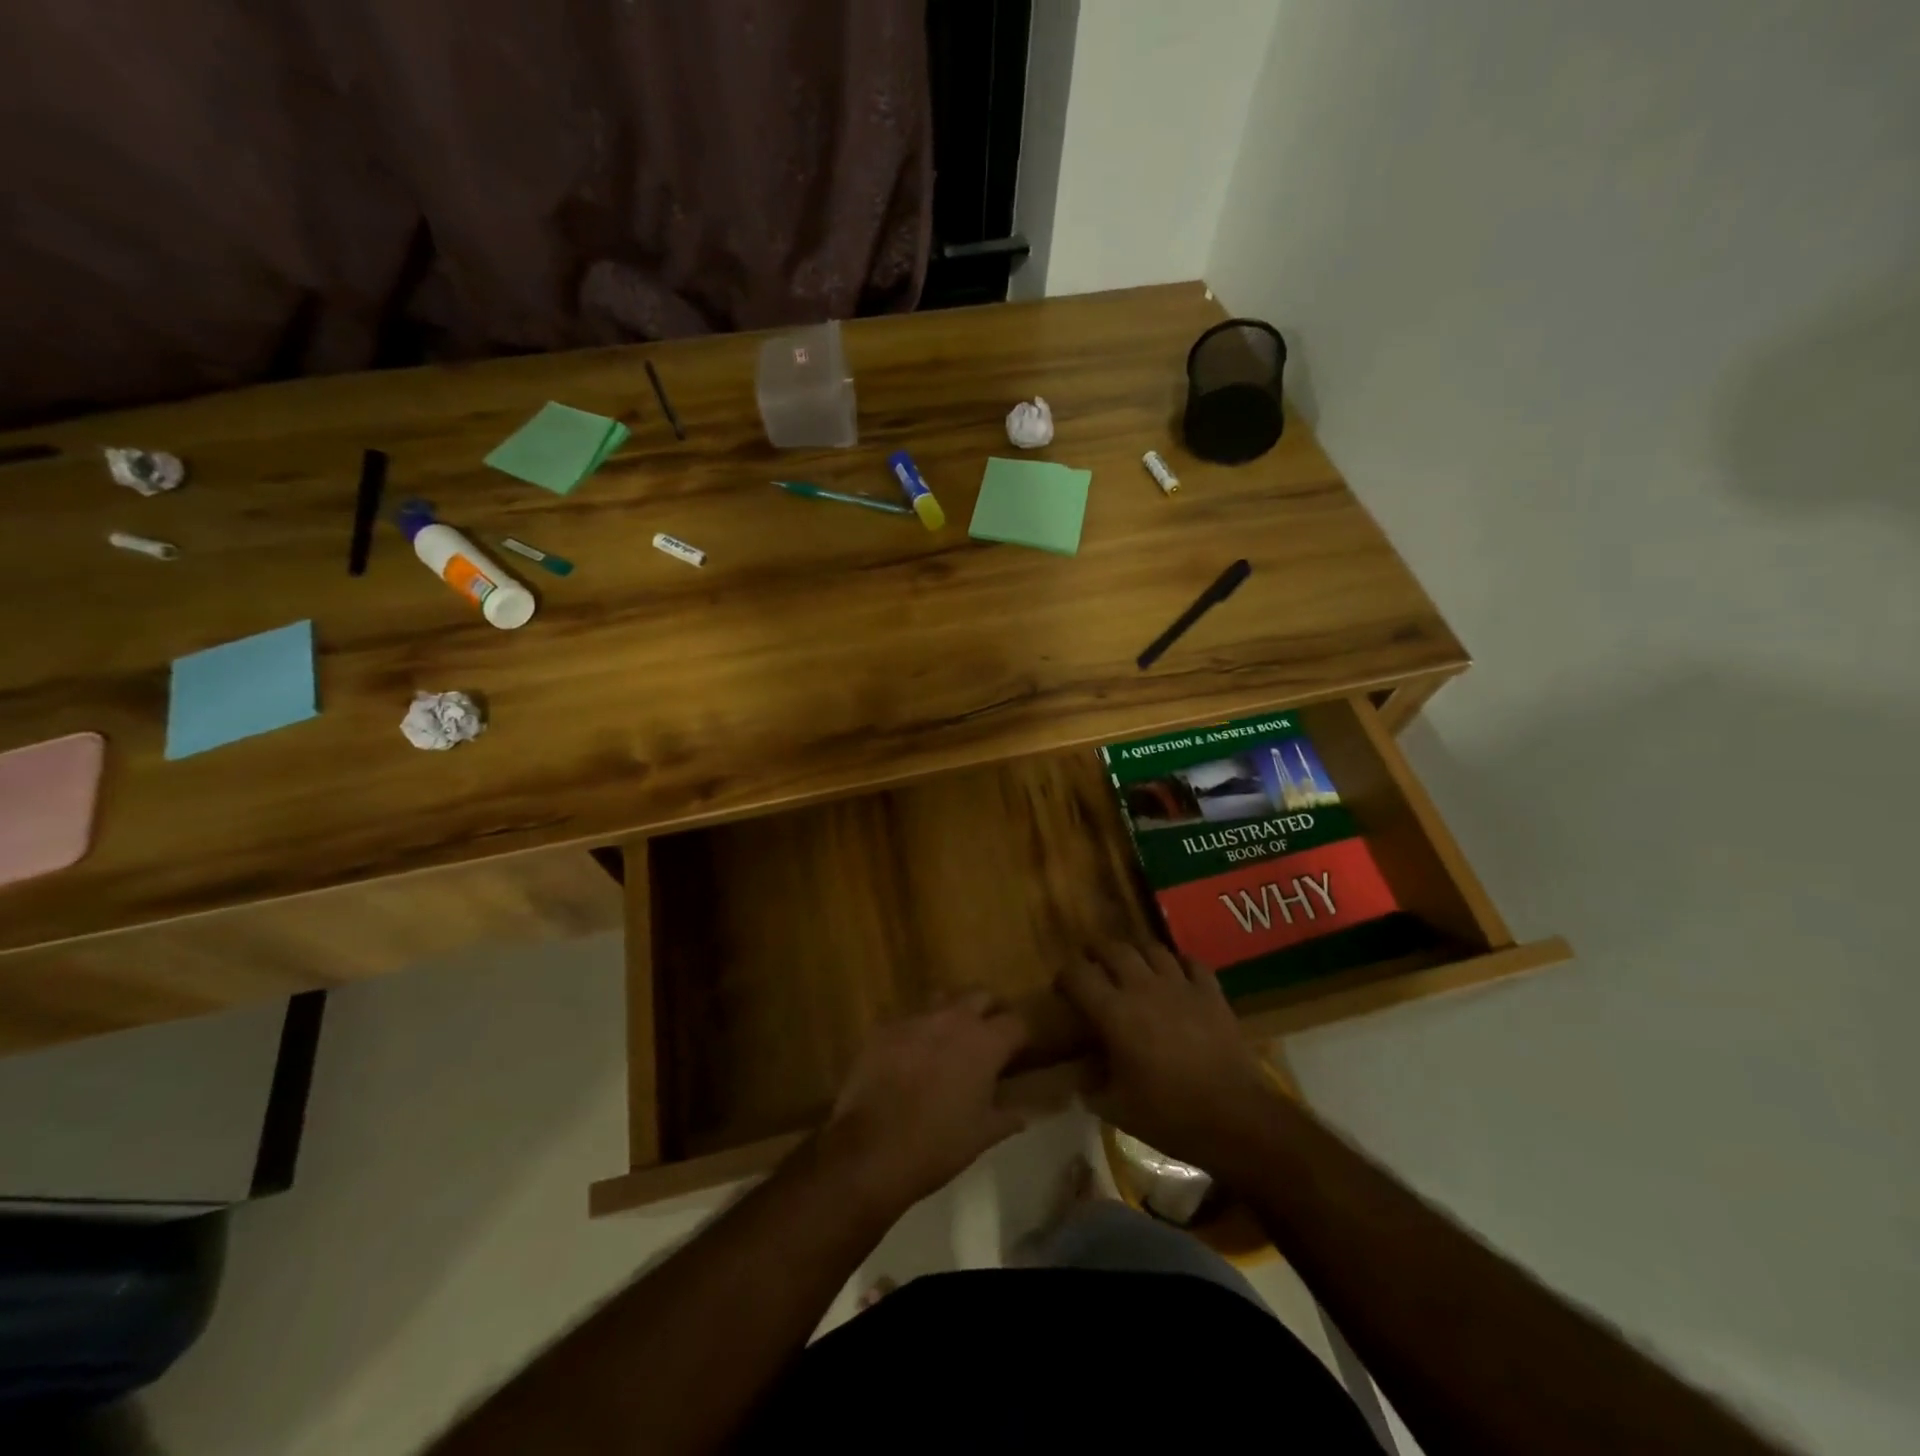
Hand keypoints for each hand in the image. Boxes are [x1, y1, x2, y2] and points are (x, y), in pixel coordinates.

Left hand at [820, 992, 1027, 1216]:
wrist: (870, 1149)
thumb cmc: (936, 1145)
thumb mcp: (982, 1136)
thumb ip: (1007, 1117)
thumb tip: (1022, 1113)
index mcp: (985, 1043)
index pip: (1017, 1022)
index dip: (1020, 1036)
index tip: (1018, 1052)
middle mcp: (953, 1019)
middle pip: (981, 995)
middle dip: (989, 1011)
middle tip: (987, 1039)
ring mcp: (915, 1018)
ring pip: (943, 999)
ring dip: (951, 1014)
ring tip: (948, 1041)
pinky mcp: (884, 1027)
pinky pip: (907, 1020)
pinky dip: (915, 1033)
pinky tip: (909, 1057)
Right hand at [1058, 941, 1280, 1177]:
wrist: (1234, 1118)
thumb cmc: (1169, 1115)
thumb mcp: (1117, 1108)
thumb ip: (1091, 1087)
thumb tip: (1079, 1078)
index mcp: (1114, 1013)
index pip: (1079, 975)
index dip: (1066, 975)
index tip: (1063, 987)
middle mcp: (1143, 988)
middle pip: (1114, 950)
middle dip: (1098, 953)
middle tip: (1093, 964)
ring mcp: (1181, 986)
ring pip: (1152, 949)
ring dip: (1137, 953)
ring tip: (1133, 965)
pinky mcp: (1211, 993)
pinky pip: (1193, 963)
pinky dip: (1180, 963)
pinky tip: (1177, 973)